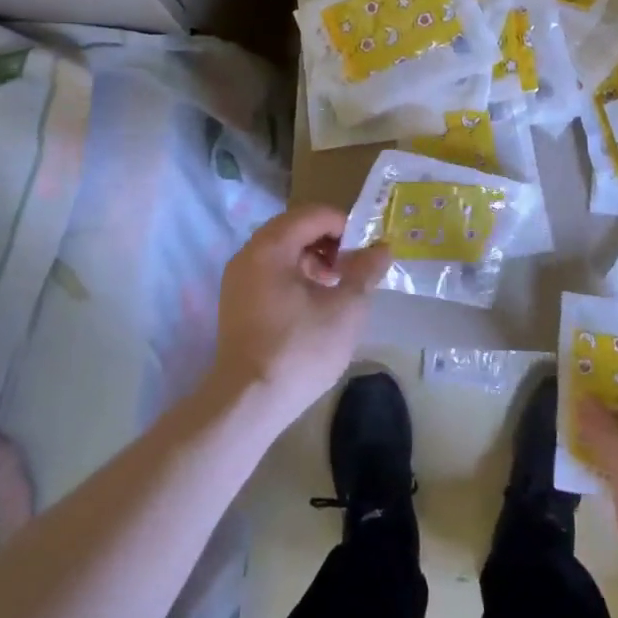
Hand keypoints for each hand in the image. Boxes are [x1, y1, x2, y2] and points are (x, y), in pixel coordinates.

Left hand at [207, 204, 387, 431]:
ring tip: (337, 287)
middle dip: (330, 242)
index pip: (314, 214)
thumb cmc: (300, 349)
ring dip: (313, 259)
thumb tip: (381, 248)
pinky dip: (295, 275)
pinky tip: (314, 304)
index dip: (346, 226)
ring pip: (282, 251)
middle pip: (295, 228)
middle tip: (353, 267)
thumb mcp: (346, 309)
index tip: (366, 251)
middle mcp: (248, 254)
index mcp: (271, 247)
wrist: (248, 403)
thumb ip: (365, 271)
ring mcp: (238, 279)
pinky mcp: (236, 302)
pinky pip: (270, 272)